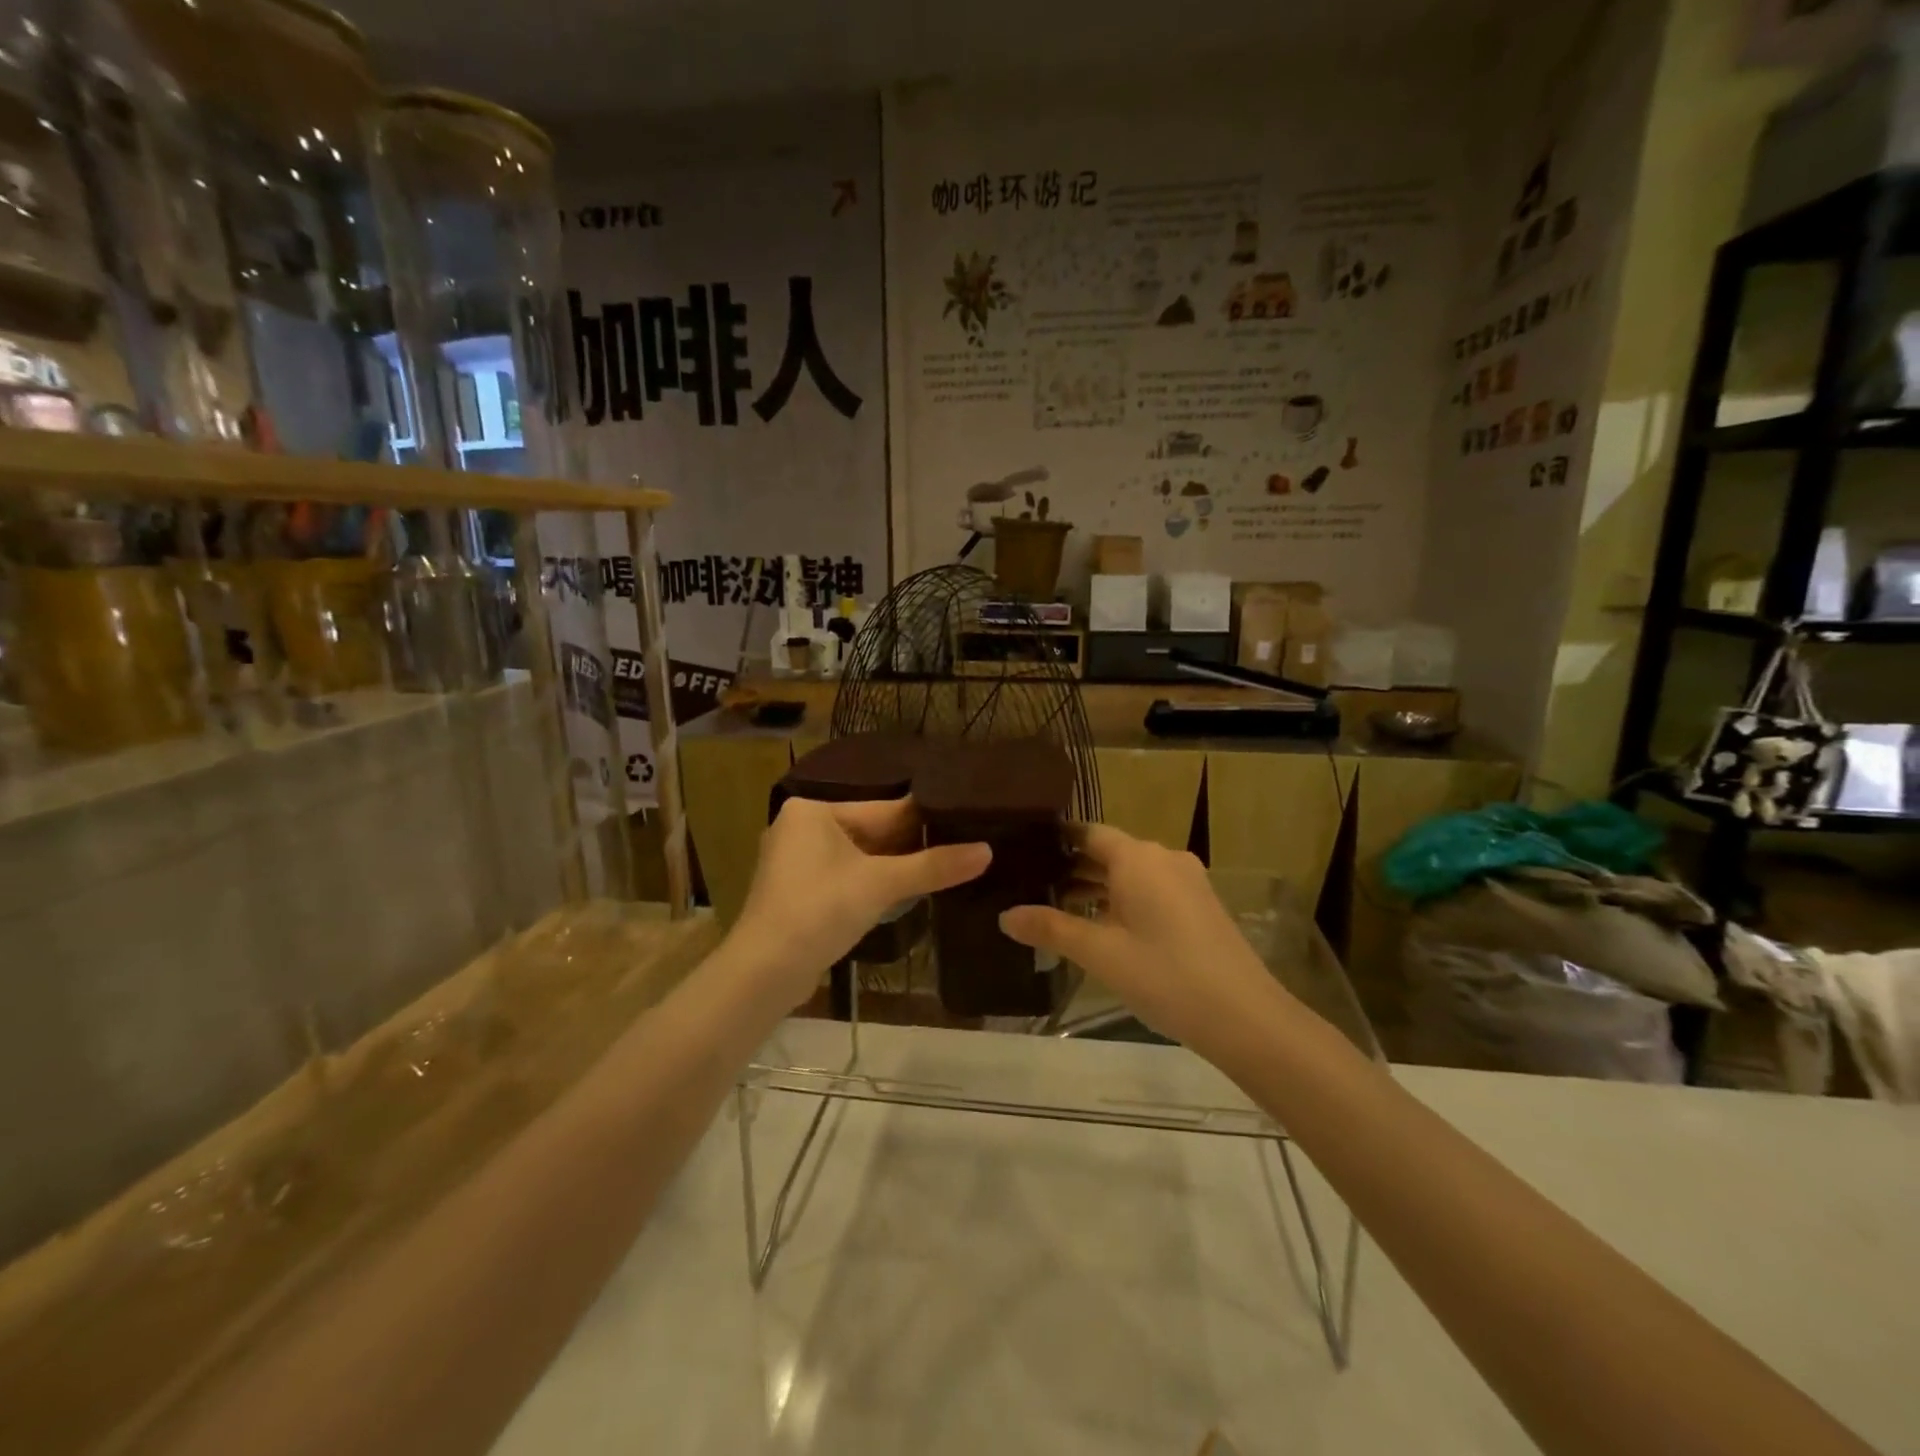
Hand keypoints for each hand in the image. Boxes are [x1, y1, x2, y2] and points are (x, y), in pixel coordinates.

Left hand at [726, 797, 989, 1010]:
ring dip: (895, 867)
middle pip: (871, 832)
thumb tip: (987, 851)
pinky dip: (873, 883)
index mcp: (813, 811)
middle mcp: (800, 828)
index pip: (881, 809)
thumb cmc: (819, 911)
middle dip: (911, 845)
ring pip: (859, 857)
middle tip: (963, 844)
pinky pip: (846, 877)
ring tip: (945, 866)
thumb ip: (933, 866)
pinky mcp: (797, 892)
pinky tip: (906, 891)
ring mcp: (795, 862)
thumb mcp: (881, 885)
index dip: (924, 819)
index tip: (964, 819)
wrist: (764, 973)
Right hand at [999, 823, 1283, 1054]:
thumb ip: (1051, 928)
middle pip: (1108, 852)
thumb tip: (1005, 916)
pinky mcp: (1199, 905)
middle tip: (1028, 885)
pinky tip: (1101, 927)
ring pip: (1130, 873)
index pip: (1087, 833)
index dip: (1055, 840)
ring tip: (1055, 908)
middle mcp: (1163, 858)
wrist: (1246, 1017)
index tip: (1021, 851)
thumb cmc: (1165, 975)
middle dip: (1070, 868)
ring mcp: (1187, 881)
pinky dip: (1122, 900)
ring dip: (1096, 887)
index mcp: (1138, 858)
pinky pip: (1150, 890)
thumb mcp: (1100, 953)